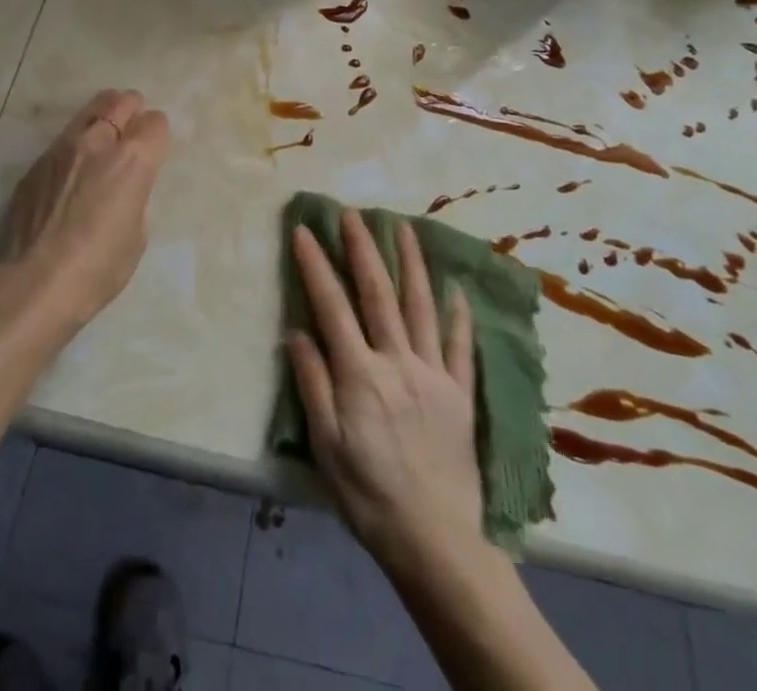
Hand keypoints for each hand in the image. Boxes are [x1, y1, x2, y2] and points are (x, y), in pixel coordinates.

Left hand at [0, 89, 169, 331]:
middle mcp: (98, 142)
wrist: (34, 283)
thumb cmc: (99, 267)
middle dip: (130, 108)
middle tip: (130, 126)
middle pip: (120, 101)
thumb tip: (120, 190)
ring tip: (100, 142)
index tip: (154, 147)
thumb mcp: (136, 235)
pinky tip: (68, 176)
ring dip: (99, 120)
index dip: (157, 134)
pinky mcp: (35, 165)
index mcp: (133, 160)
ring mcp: (61, 149)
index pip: (155, 122)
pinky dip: (72, 149)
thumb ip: (134, 197)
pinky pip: (61, 143)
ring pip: (87, 113)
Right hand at [285, 212, 482, 574]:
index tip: (304, 231)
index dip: (316, 265)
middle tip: (352, 213)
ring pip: (421, 306)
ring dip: (411, 263)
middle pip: (378, 293)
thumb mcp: (326, 446)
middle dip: (363, 248)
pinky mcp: (460, 393)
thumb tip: (296, 331)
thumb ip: (312, 384)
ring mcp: (433, 373)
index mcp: (360, 374)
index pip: (332, 306)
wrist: (437, 542)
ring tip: (404, 227)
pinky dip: (458, 314)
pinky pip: (459, 345)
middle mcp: (397, 361)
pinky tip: (456, 288)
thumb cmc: (369, 496)